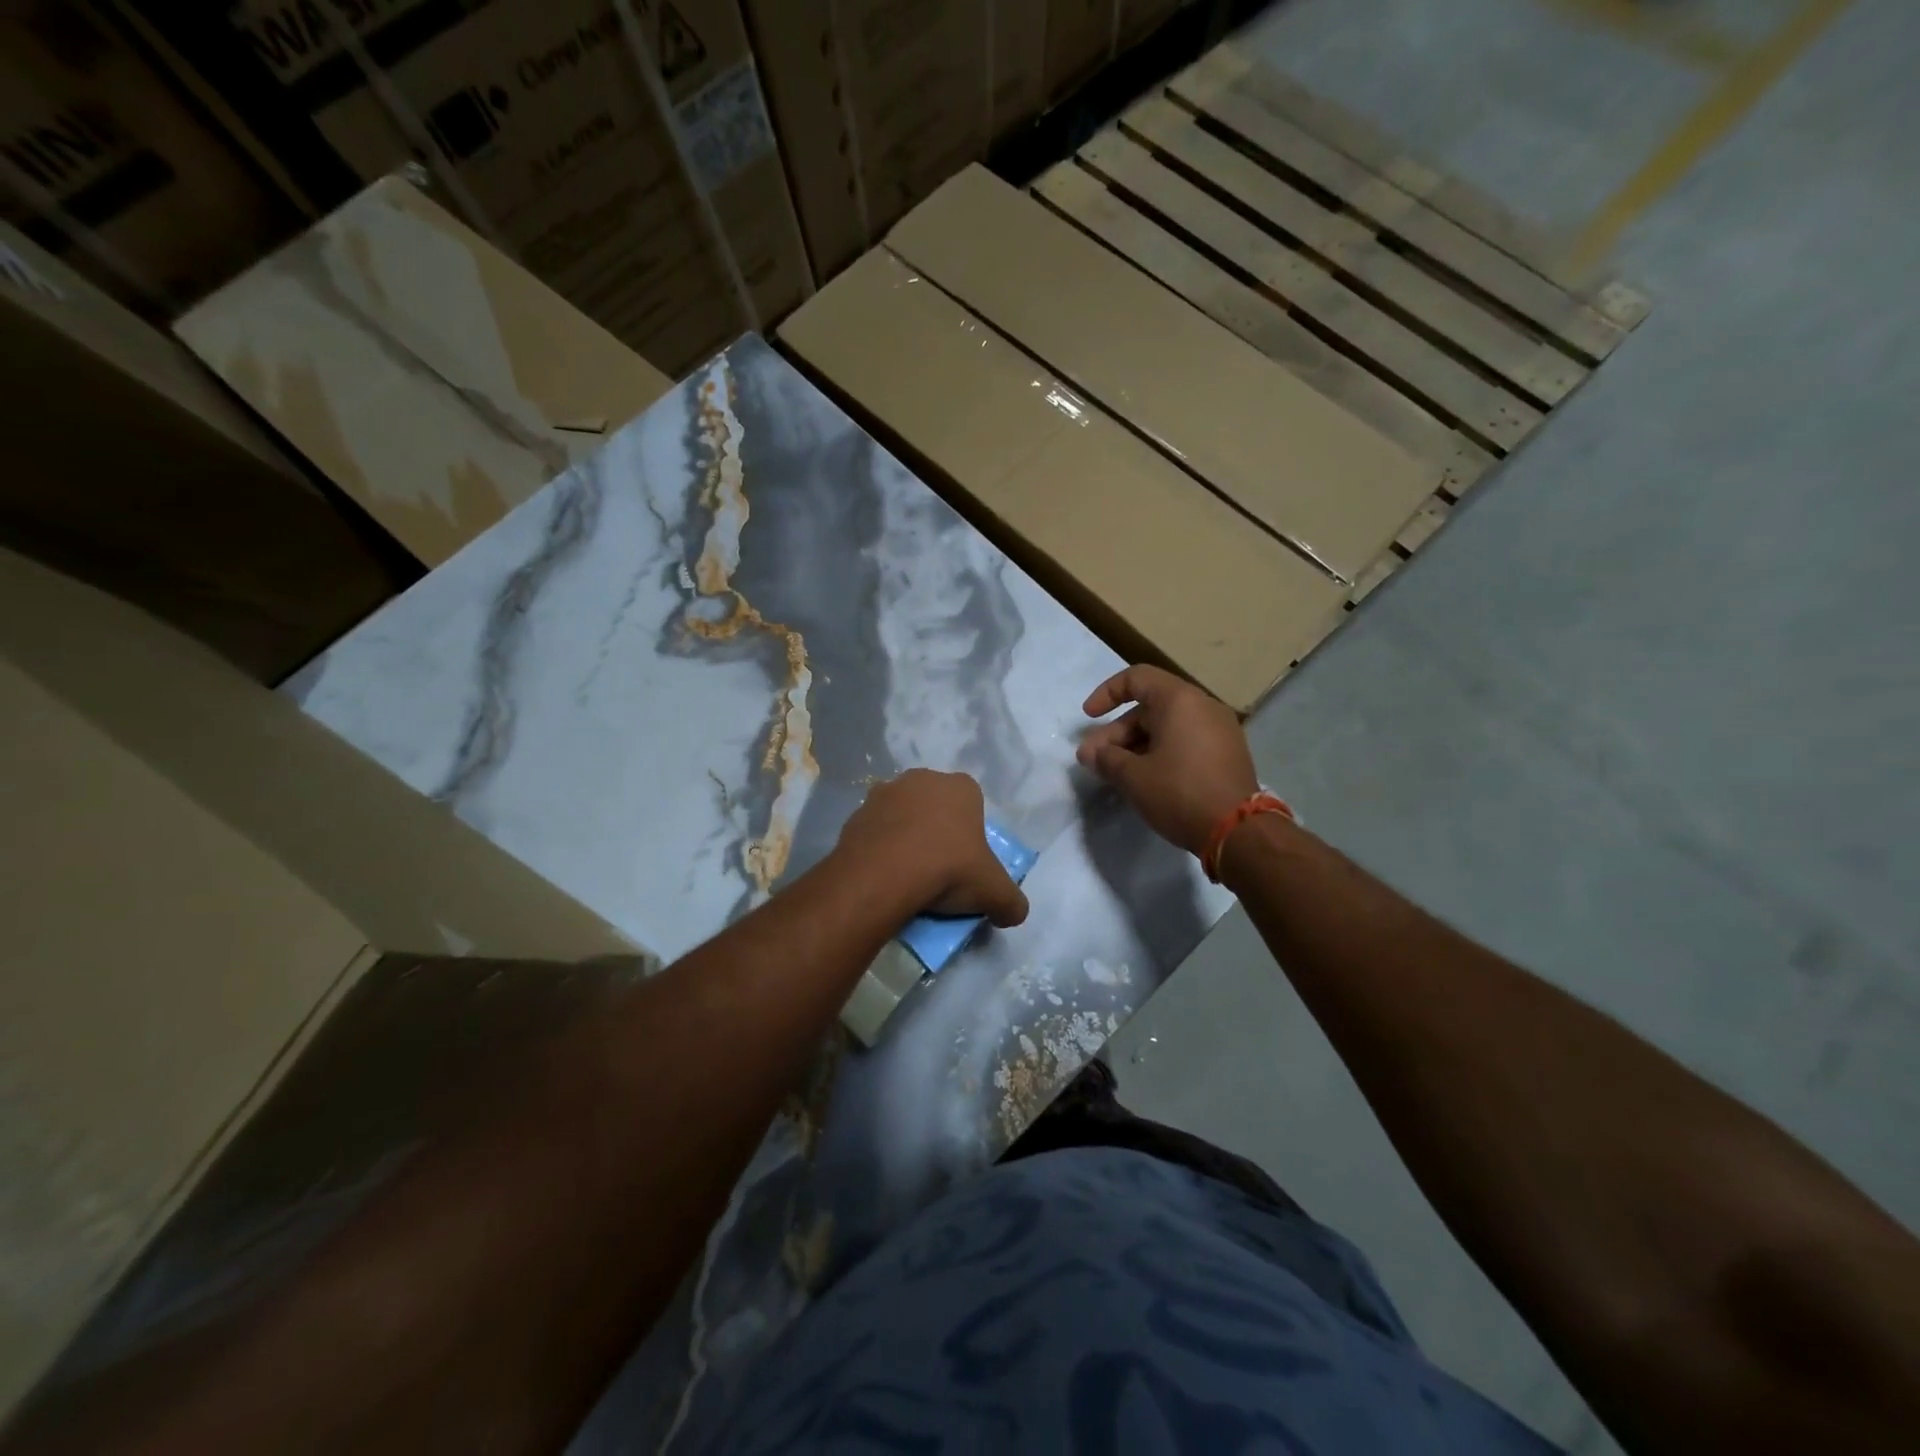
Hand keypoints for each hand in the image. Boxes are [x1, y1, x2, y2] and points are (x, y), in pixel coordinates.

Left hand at [835, 769, 1029, 926]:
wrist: (883, 876)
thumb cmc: (948, 869)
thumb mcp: (995, 892)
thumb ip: (1012, 903)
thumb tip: (1013, 913)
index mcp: (960, 787)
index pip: (972, 804)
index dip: (971, 833)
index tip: (967, 863)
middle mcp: (921, 779)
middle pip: (935, 807)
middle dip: (937, 831)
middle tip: (939, 869)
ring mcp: (884, 793)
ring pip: (902, 816)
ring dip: (905, 837)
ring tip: (907, 876)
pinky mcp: (855, 814)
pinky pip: (874, 832)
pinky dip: (879, 849)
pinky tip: (883, 877)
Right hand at [1077, 666, 1258, 856]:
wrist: (1238, 831)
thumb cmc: (1179, 793)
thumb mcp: (1133, 777)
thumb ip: (1106, 758)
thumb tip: (1089, 753)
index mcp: (1180, 700)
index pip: (1136, 678)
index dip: (1106, 693)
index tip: (1088, 718)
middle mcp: (1203, 706)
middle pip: (1149, 707)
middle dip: (1116, 733)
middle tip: (1094, 760)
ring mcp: (1220, 730)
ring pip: (1167, 727)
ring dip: (1135, 746)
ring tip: (1114, 773)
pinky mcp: (1227, 754)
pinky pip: (1185, 742)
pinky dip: (1160, 753)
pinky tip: (1144, 779)